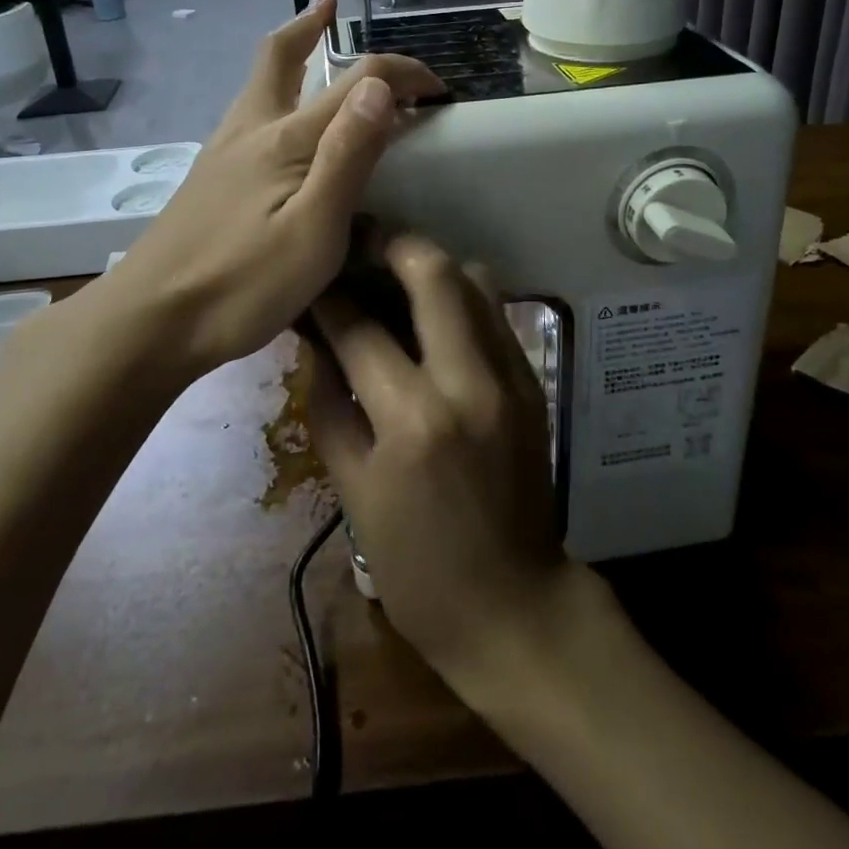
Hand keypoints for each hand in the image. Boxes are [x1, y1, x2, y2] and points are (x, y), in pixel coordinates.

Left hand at [71, 0, 442, 385]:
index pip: (357, 81)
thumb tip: (378, 85)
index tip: (440, 91)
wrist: (148, 322)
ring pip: (259, 82)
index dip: (403, 74)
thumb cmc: (242, 285)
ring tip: (313, 47)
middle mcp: (252, 130)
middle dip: (312, 24)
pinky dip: (274, 93)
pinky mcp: (209, 178)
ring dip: (290, 53)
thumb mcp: (314, 231)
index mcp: (287, 139)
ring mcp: (223, 152)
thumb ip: (347, 155)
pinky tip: (280, 125)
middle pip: (280, 56)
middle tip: (332, 3)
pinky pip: (250, 114)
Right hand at [309, 234, 577, 696]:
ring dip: (432, 266)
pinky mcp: (534, 381)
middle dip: (391, 244)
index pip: (361, 329)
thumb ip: (330, 404)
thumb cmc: (417, 567)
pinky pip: (495, 313)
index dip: (330, 298)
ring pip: (475, 280)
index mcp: (413, 419)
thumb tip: (316, 341)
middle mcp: (469, 381)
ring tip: (395, 273)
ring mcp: (511, 376)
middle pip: (433, 273)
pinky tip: (433, 314)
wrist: (513, 606)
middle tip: (361, 243)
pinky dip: (461, 296)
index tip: (314, 279)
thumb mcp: (353, 491)